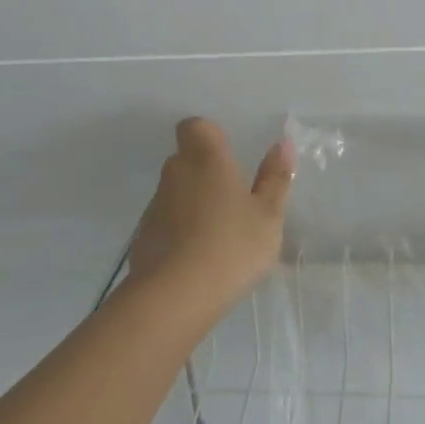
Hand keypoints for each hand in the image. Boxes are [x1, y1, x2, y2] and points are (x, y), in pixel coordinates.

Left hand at [130, 118, 293, 306]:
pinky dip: (180, 231)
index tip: (229, 156)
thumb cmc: (232, 245)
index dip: (209, 135)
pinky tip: (199, 258)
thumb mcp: (269, 215)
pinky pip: (166, 223)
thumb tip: (282, 144)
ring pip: (176, 192)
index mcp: (207, 159)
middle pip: (186, 159)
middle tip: (234, 198)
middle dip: (205, 171)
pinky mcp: (143, 238)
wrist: (175, 297)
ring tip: (219, 234)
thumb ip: (275, 178)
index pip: (195, 126)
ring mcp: (155, 206)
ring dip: (193, 203)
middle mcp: (175, 174)